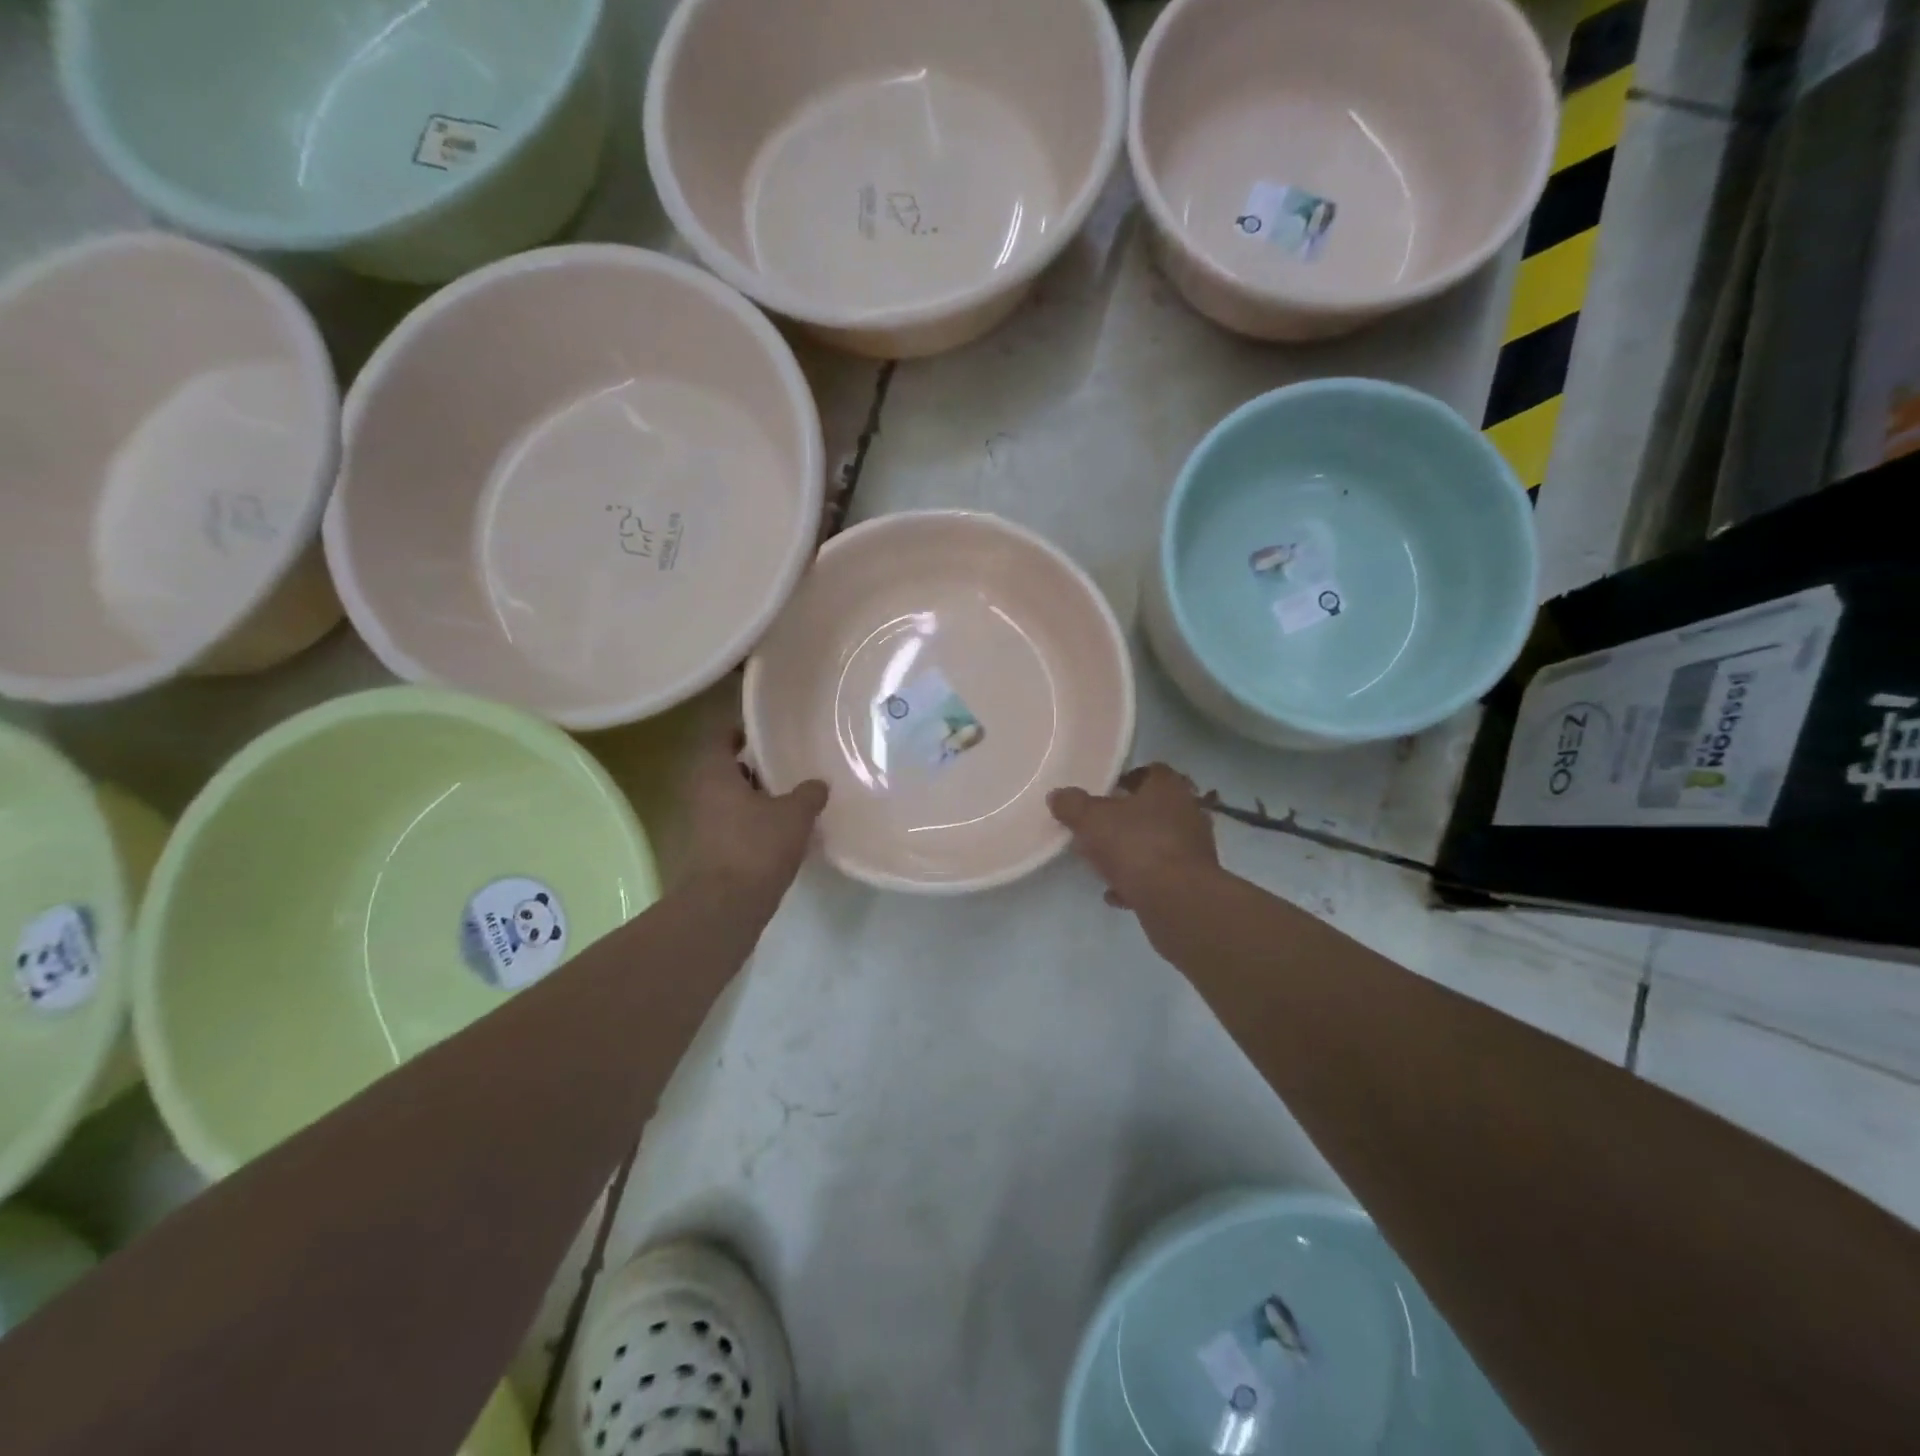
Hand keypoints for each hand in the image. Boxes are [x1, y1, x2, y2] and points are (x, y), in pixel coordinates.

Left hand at [685, 722, 827, 891]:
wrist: (725, 907)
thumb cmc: (757, 847)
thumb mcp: (794, 815)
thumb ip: (809, 794)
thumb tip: (819, 783)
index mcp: (715, 775)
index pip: (720, 738)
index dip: (740, 732)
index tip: (763, 733)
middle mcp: (701, 796)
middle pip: (725, 771)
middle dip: (752, 768)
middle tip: (783, 765)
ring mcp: (702, 826)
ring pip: (729, 800)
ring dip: (754, 798)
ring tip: (789, 798)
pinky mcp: (710, 853)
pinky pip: (732, 826)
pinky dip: (752, 823)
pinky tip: (780, 831)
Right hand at [1048, 763, 1217, 908]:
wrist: (1177, 900)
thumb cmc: (1135, 845)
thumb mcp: (1091, 820)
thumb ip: (1072, 805)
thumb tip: (1057, 796)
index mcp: (1168, 787)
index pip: (1151, 771)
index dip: (1127, 779)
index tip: (1104, 793)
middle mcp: (1188, 811)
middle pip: (1154, 808)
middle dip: (1128, 819)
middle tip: (1100, 828)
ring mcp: (1194, 848)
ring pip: (1157, 843)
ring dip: (1133, 852)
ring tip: (1104, 865)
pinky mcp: (1193, 880)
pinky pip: (1161, 875)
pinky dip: (1141, 882)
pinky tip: (1117, 894)